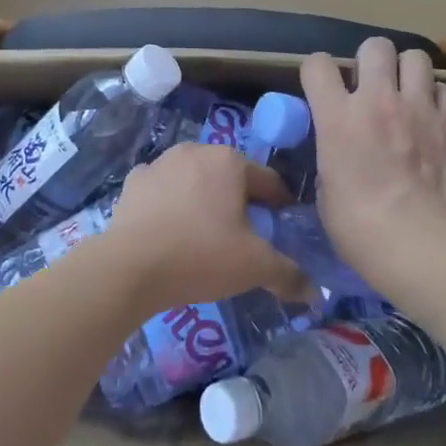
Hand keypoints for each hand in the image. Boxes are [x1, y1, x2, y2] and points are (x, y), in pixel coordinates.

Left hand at [98, 144, 308, 312]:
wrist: (130, 267)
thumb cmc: (201, 255)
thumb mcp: (254, 267)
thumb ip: (288, 275)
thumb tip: (315, 294)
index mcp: (229, 161)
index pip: (268, 181)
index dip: (280, 204)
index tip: (283, 225)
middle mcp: (195, 151)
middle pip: (229, 177)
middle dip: (240, 200)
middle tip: (246, 234)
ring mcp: (159, 164)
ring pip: (194, 180)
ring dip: (203, 199)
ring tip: (205, 233)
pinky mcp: (132, 183)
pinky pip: (162, 190)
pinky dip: (169, 204)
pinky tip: (170, 229)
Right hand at [302, 39, 445, 289]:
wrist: (421, 247)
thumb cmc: (360, 230)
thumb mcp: (326, 190)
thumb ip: (331, 154)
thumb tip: (339, 149)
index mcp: (337, 118)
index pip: (317, 64)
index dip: (316, 72)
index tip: (321, 88)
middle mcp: (378, 100)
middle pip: (374, 45)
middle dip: (369, 61)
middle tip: (370, 87)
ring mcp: (420, 107)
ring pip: (416, 56)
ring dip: (406, 72)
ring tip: (405, 95)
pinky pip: (445, 89)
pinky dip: (436, 98)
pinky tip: (432, 119)